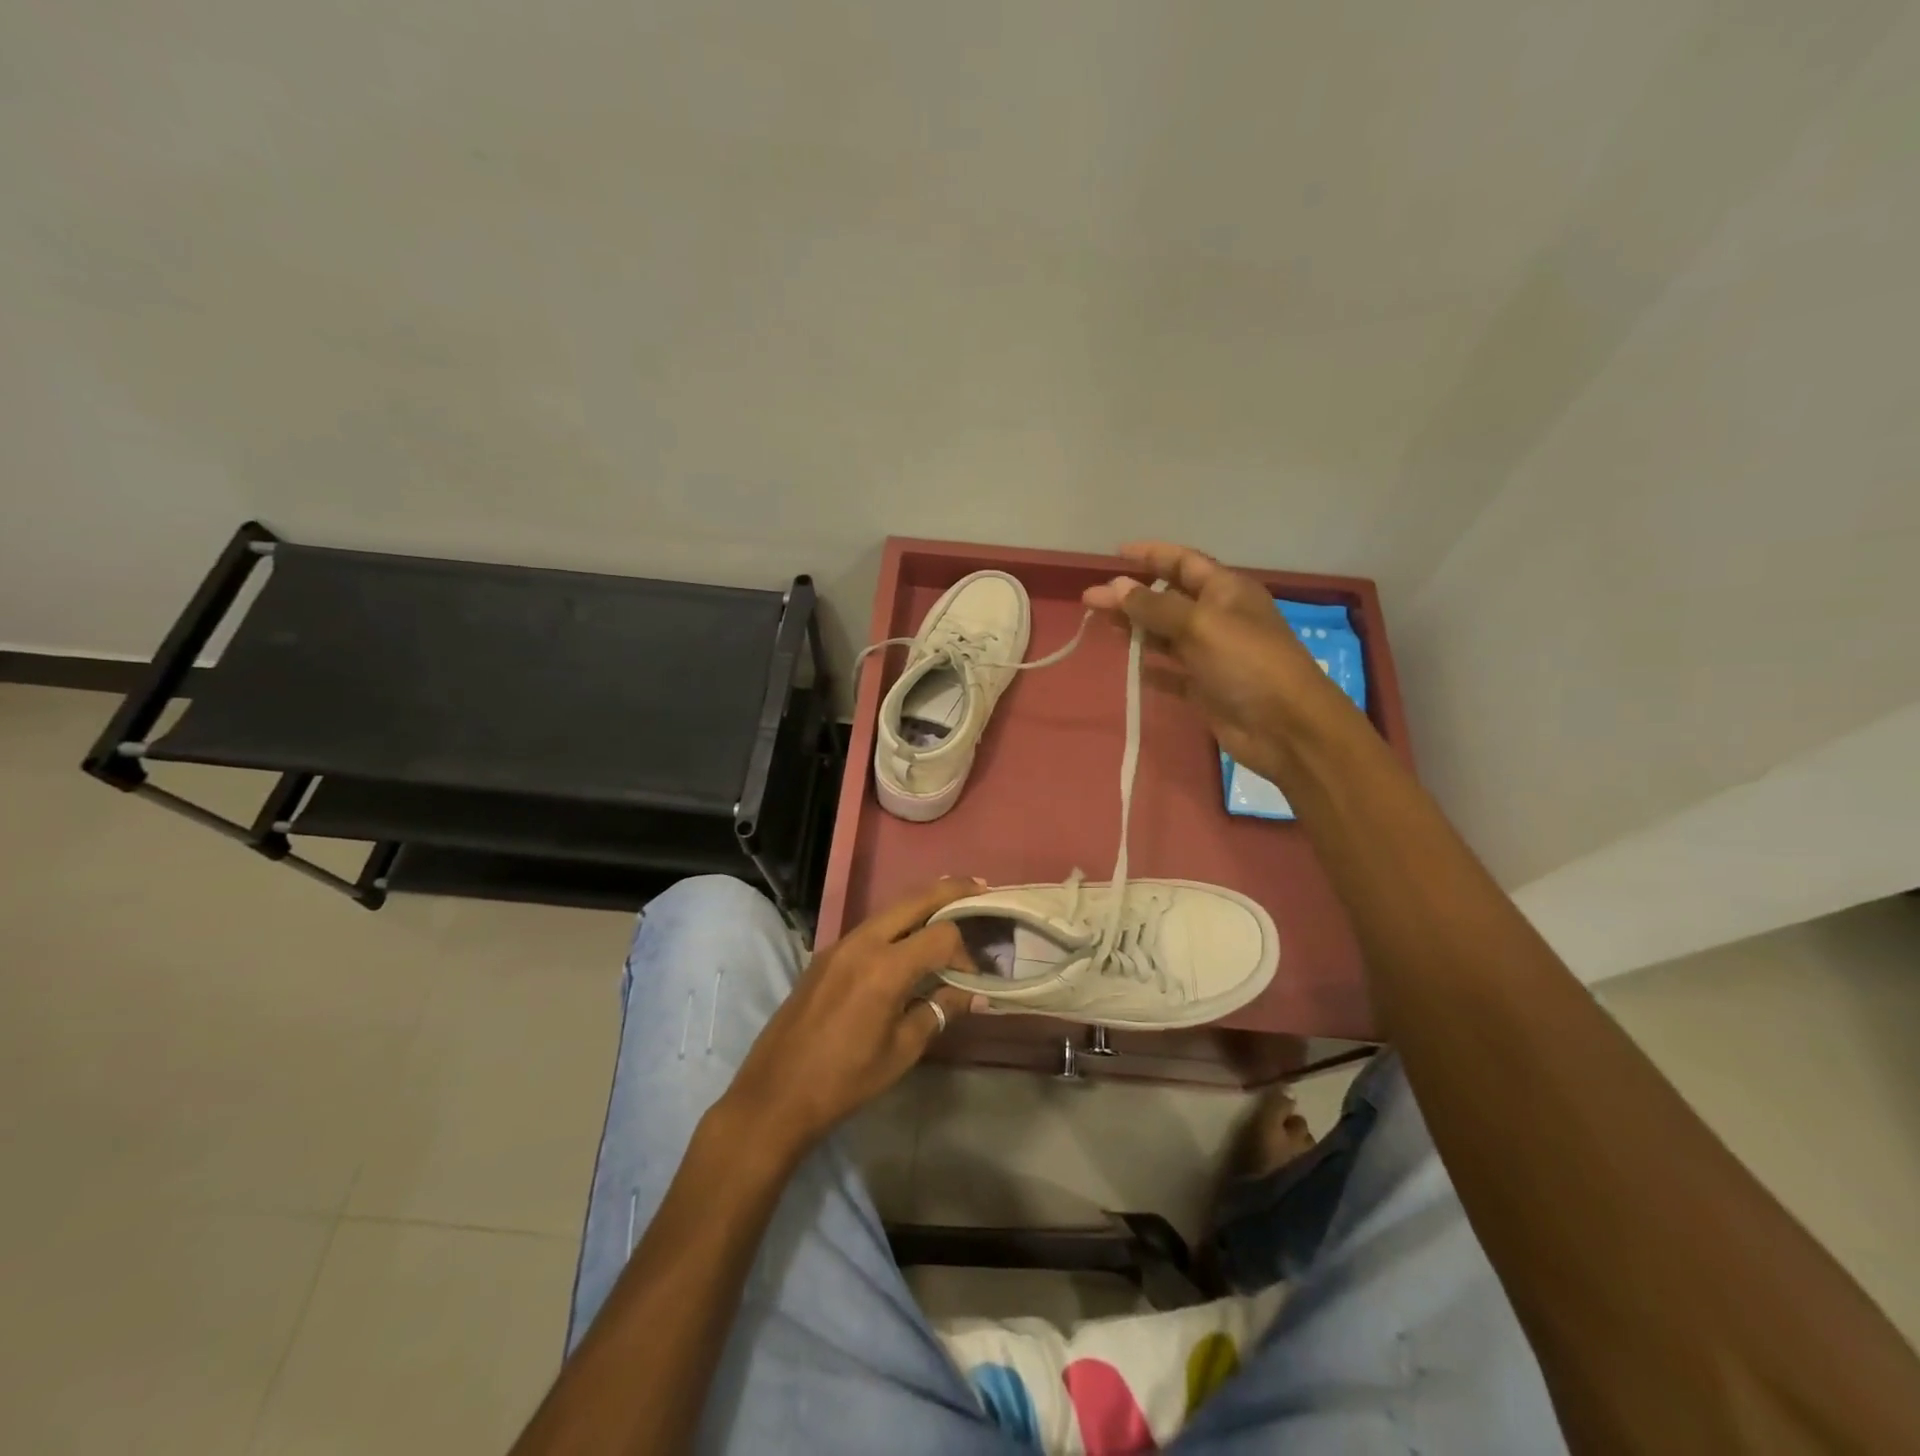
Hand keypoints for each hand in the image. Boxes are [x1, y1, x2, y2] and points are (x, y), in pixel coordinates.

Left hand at [722, 880, 981, 1157]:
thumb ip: (939, 1011)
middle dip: (949, 890)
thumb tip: (974, 995)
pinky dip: (897, 922)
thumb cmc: (845, 1080)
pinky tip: (910, 937)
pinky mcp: (826, 955)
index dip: (965, 951)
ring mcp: (839, 945)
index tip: (973, 978)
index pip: (941, 935)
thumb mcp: (902, 1050)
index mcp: (885, 968)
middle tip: (980, 886)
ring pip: (890, 909)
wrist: (775, 1095)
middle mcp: (862, 943)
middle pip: (914, 900)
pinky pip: (870, 926)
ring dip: (921, 903)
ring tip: (951, 904)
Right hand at [1083, 541, 1352, 784]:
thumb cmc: (1246, 663)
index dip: (1152, 555)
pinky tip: (1130, 666)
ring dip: (1136, 629)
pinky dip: (1152, 668)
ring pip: (1166, 635)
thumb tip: (1116, 586)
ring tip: (1102, 626)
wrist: (1284, 726)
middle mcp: (1219, 618)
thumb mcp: (1200, 625)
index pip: (1184, 563)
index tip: (1116, 554)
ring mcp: (1212, 655)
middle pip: (1168, 600)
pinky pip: (1172, 673)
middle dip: (1131, 596)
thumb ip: (1155, 607)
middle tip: (1090, 600)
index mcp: (1226, 591)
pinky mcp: (1206, 688)